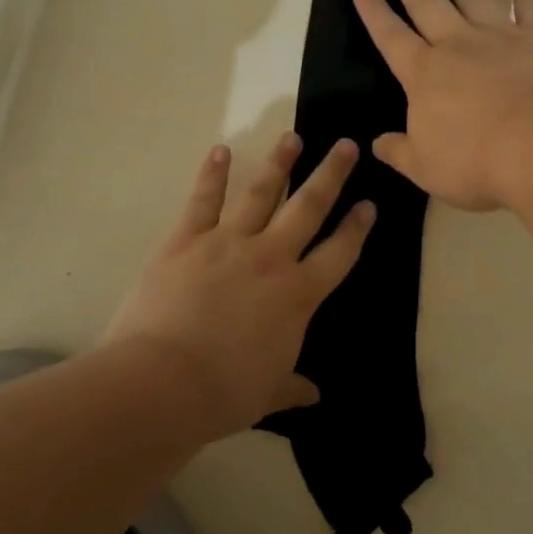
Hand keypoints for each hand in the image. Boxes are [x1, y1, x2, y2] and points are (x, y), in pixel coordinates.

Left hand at [105, 134, 374, 437]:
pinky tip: (221, 149)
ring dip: (279, 162)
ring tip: (293, 137)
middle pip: (309, 207)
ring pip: (260, 192)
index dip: (357, 228)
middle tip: (346, 145)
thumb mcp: (268, 393)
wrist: (163, 383)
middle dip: (331, 175)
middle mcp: (270, 257)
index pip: (339, 253)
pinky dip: (212, 173)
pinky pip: (203, 200)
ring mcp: (227, 243)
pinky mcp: (185, 240)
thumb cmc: (224, 392)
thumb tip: (314, 396)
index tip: (369, 205)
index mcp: (298, 294)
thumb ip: (293, 387)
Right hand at [353, 0, 532, 210]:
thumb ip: (399, 152)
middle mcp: (458, 46)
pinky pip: (530, 6)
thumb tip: (376, 143)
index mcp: (425, 76)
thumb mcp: (426, 169)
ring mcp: (501, 37)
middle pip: (426, 2)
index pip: (391, 37)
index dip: (374, 11)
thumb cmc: (476, 161)